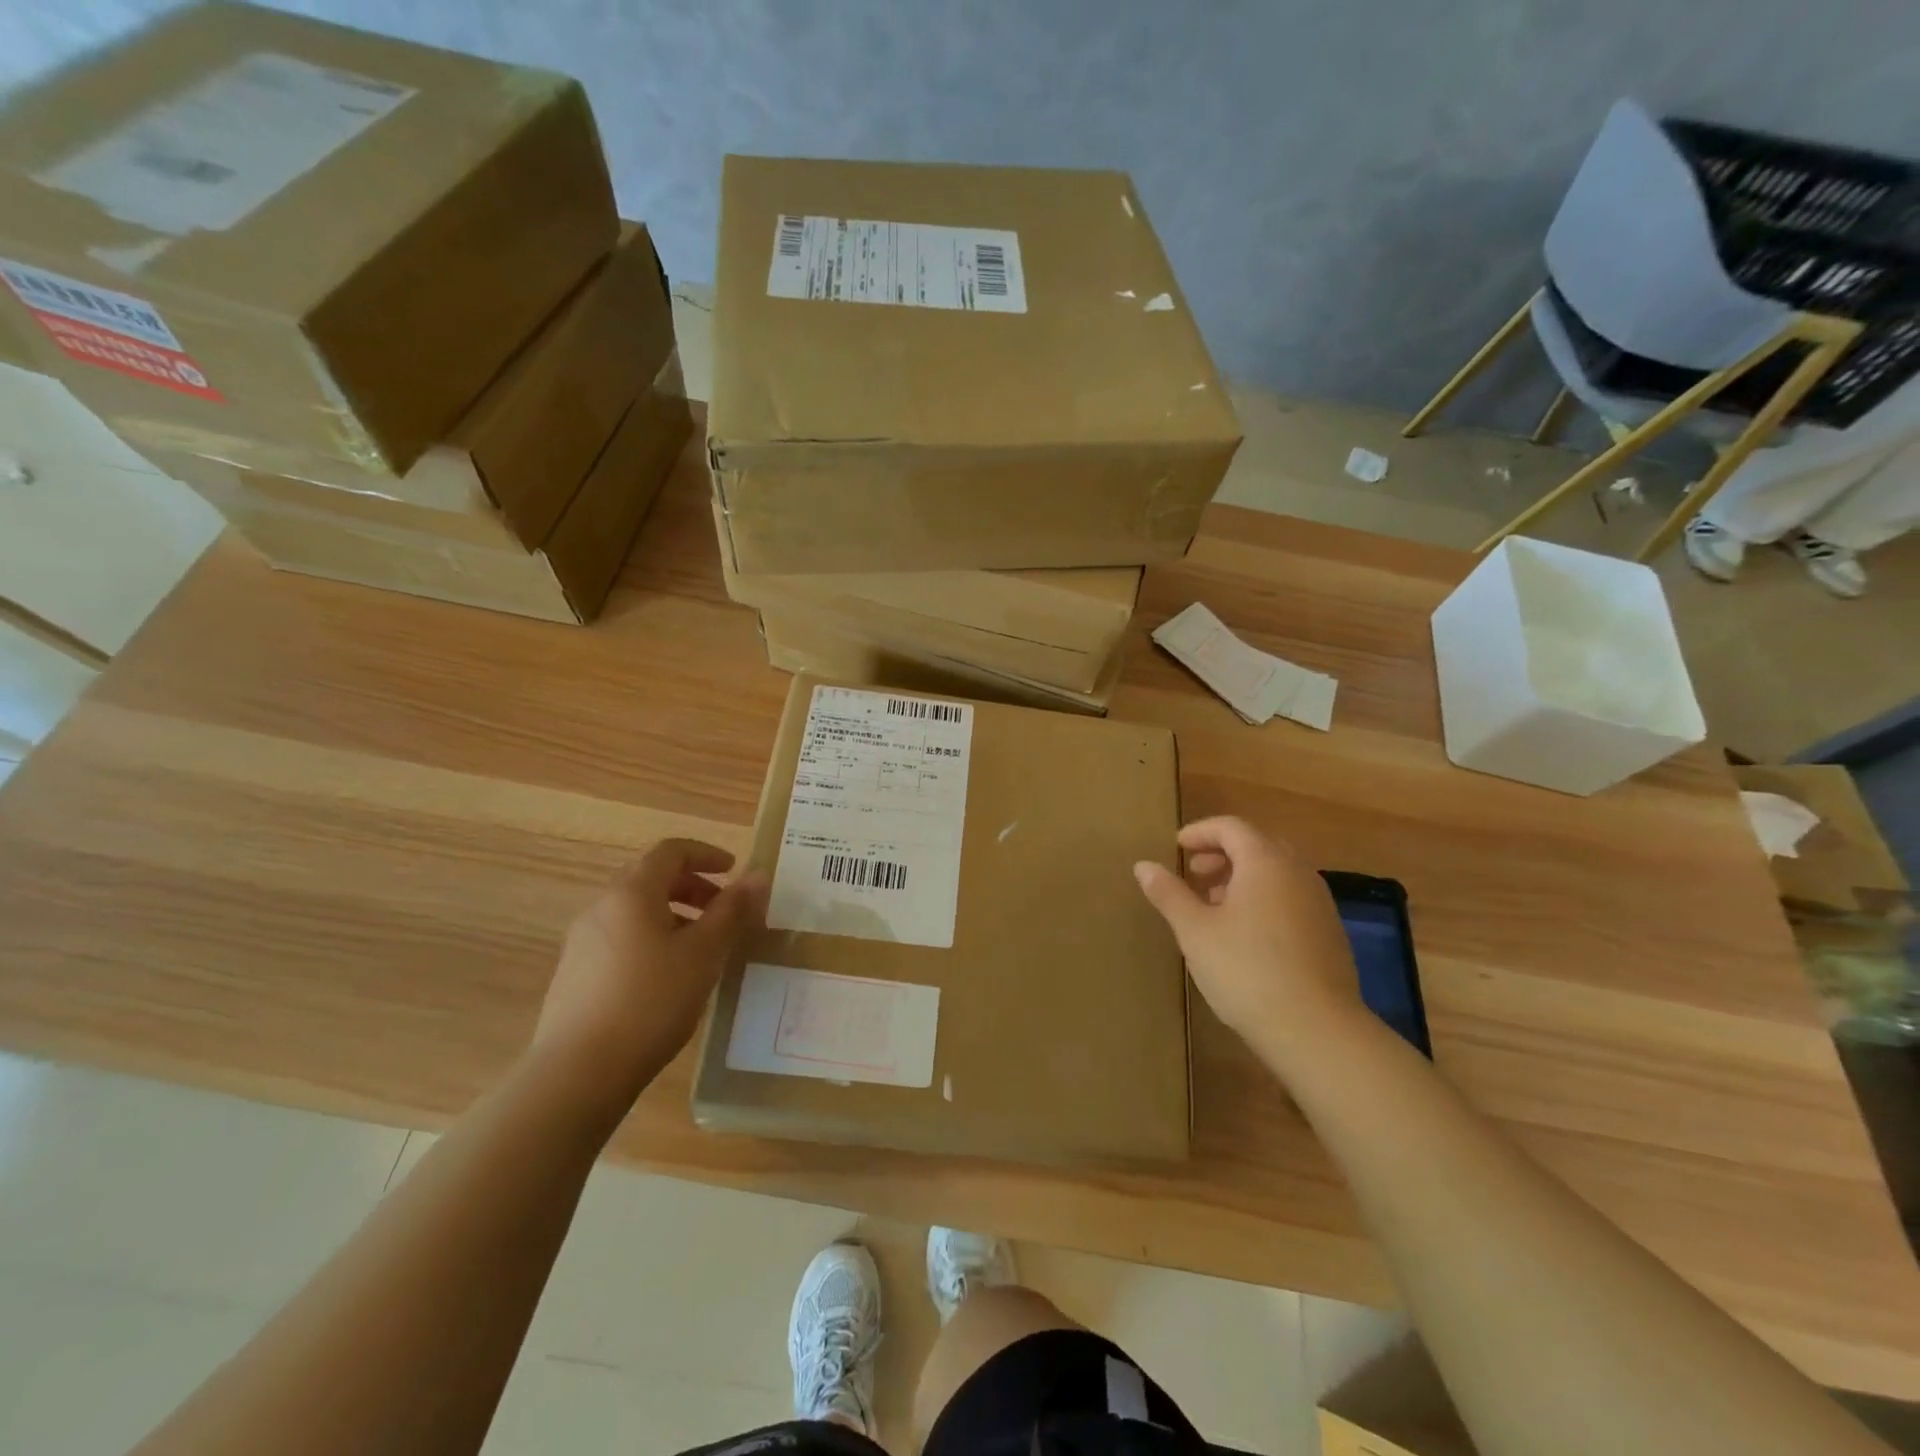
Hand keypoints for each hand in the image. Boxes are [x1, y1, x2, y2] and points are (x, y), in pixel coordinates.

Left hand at [534, 840, 767, 1108]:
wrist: (579, 1072)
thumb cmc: (651, 1000)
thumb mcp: (704, 953)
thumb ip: (732, 911)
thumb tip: (758, 875)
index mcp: (631, 893)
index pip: (671, 852)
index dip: (706, 854)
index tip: (734, 871)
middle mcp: (601, 908)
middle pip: (651, 879)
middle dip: (692, 887)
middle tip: (724, 910)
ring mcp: (582, 943)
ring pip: (635, 912)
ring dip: (674, 916)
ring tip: (702, 949)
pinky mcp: (574, 975)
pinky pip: (621, 939)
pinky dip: (652, 940)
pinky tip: (669, 979)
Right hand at [1134, 816, 1364, 1063]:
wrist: (1316, 1030)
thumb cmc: (1246, 970)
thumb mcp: (1195, 930)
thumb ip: (1169, 893)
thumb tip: (1144, 866)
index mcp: (1266, 862)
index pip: (1231, 827)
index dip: (1200, 832)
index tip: (1177, 848)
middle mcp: (1298, 872)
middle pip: (1257, 846)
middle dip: (1223, 854)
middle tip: (1195, 874)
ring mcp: (1319, 903)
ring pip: (1277, 874)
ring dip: (1243, 878)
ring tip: (1215, 906)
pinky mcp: (1330, 934)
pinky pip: (1291, 898)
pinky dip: (1264, 900)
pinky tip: (1246, 935)